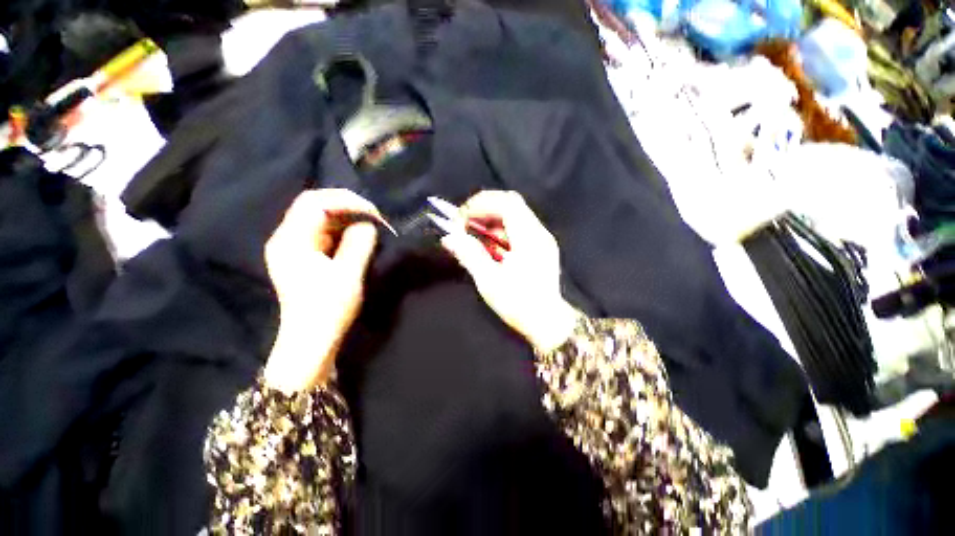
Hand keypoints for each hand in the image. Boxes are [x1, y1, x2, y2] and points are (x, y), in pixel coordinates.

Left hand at [262, 189, 380, 392]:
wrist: (311, 341)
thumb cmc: (328, 309)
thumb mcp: (348, 274)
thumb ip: (359, 243)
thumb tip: (368, 224)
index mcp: (291, 241)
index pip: (314, 203)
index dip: (346, 201)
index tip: (373, 212)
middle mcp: (287, 239)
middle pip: (314, 207)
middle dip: (347, 207)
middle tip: (374, 217)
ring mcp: (294, 249)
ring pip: (320, 219)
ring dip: (347, 219)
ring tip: (370, 227)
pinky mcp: (304, 258)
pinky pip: (324, 234)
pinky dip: (343, 231)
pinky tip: (358, 238)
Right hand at [440, 191, 579, 352]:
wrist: (547, 322)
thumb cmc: (518, 304)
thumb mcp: (489, 281)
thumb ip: (469, 255)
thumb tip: (449, 238)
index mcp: (529, 239)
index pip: (506, 203)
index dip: (480, 204)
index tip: (460, 218)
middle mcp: (539, 233)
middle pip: (511, 203)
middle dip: (484, 208)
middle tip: (464, 223)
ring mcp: (541, 239)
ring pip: (514, 214)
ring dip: (490, 219)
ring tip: (472, 233)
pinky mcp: (540, 246)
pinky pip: (518, 227)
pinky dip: (499, 229)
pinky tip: (487, 243)